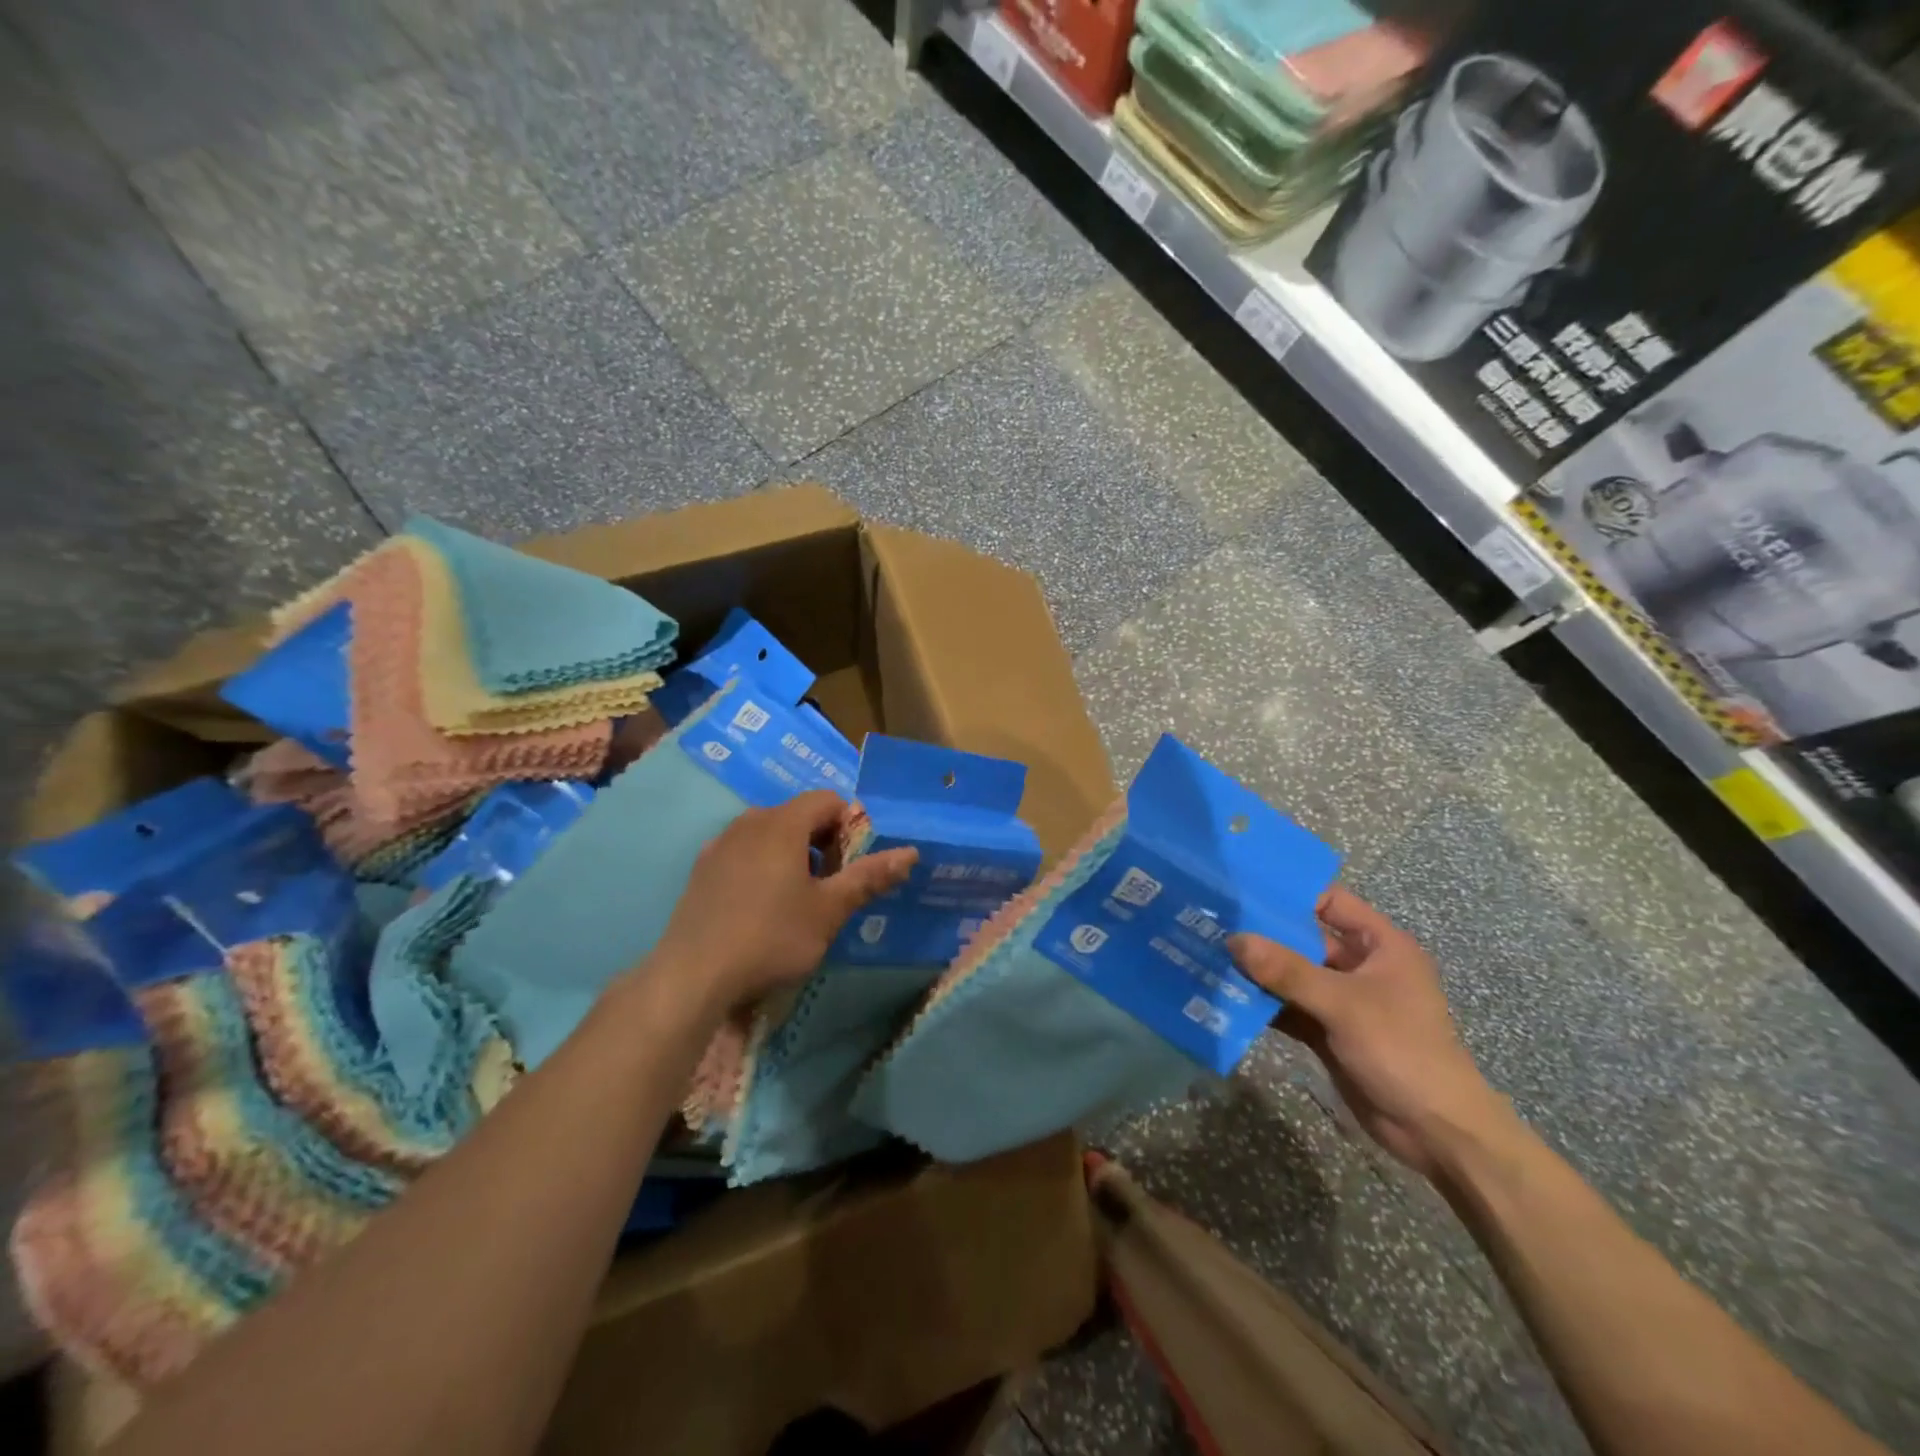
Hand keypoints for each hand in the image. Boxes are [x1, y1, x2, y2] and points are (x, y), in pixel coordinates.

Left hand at [651, 791, 916, 1008]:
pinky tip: (760, 908)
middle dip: (822, 842)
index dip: (849, 826)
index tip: (852, 866)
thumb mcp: (829, 911)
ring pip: (769, 834)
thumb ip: (869, 877)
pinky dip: (762, 867)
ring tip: (797, 900)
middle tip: (830, 887)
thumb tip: (911, 852)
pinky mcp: (702, 869)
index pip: (828, 800)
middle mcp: (749, 822)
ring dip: (792, 855)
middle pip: (798, 815)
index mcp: (782, 823)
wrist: (692, 975)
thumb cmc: (771, 937)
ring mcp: (720, 845)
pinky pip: (744, 853)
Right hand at [1230, 888, 1504, 1180]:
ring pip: (1292, 975)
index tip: (1243, 891)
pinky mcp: (1328, 1032)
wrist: (1437, 1133)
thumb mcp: (1344, 1004)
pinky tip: (1225, 996)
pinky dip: (1262, 1004)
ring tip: (1208, 955)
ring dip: (1257, 972)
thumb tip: (1234, 940)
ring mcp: (1342, 1001)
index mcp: (1380, 946)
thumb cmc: (1402, 1051)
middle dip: (1262, 935)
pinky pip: (1289, 1008)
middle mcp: (1360, 967)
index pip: (1330, 902)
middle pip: (1303, 939)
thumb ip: (1288, 971)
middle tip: (1212, 923)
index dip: (1291, 895)